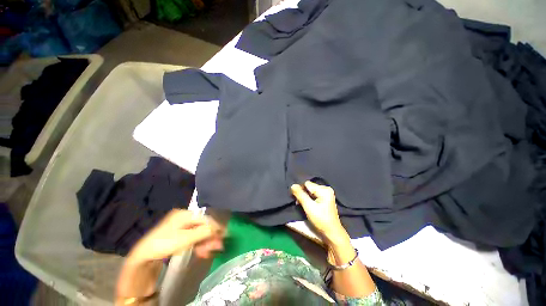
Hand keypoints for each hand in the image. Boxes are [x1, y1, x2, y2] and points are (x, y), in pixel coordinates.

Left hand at [128, 209, 223, 263]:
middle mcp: (184, 218)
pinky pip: (193, 237)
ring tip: (210, 251)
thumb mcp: (185, 238)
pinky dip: (199, 244)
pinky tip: (203, 251)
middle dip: (211, 236)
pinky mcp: (180, 235)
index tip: (224, 234)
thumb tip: (220, 228)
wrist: (143, 258)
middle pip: (203, 225)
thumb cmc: (164, 243)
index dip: (215, 225)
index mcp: (185, 214)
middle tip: (219, 245)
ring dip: (206, 242)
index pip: (205, 218)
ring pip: (199, 232)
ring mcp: (182, 227)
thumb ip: (203, 232)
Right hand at [291, 181, 348, 243]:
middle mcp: (326, 189)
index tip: (297, 199)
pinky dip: (309, 199)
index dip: (300, 190)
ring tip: (304, 205)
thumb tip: (292, 185)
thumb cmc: (321, 220)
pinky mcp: (325, 198)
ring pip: (310, 191)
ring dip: (305, 197)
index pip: (307, 184)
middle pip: (309, 187)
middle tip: (299, 203)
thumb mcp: (308, 206)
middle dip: (303, 194)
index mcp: (324, 189)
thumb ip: (300, 195)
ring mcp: (327, 193)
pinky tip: (308, 205)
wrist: (332, 233)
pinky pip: (314, 194)